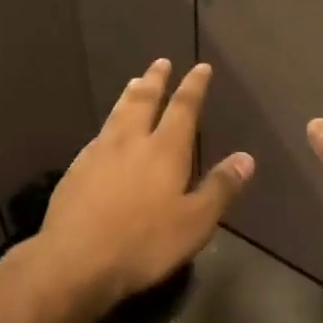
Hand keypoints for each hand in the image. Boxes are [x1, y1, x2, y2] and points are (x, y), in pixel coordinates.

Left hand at [37, 60, 253, 311]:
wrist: (75, 260)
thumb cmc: (144, 243)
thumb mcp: (195, 222)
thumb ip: (220, 188)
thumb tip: (247, 158)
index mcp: (164, 150)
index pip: (183, 108)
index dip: (193, 86)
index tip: (200, 67)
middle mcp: (130, 142)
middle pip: (144, 100)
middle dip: (156, 80)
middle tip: (161, 62)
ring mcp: (98, 153)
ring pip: (117, 113)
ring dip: (129, 95)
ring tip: (135, 82)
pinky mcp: (75, 170)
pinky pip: (98, 135)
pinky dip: (109, 124)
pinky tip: (106, 132)